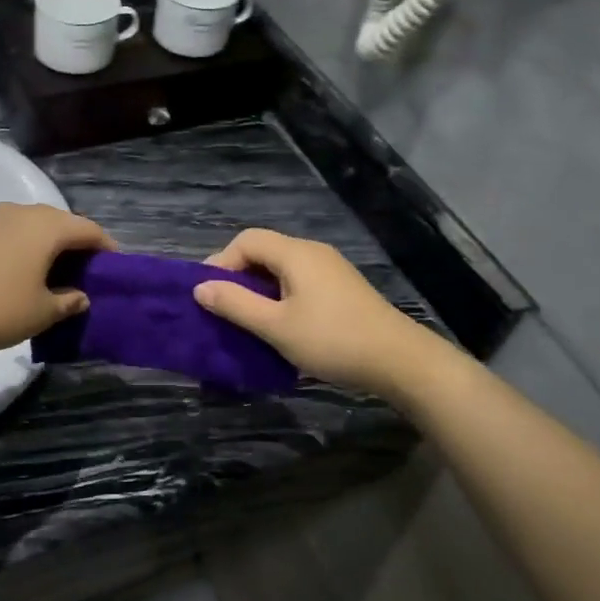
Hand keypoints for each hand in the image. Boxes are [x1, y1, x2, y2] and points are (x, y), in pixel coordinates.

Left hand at [0, 204, 114, 358]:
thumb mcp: (42, 313)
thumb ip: (69, 302)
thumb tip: (80, 296)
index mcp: (47, 227)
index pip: (88, 230)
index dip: (106, 248)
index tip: (115, 268)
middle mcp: (22, 212)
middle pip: (62, 222)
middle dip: (78, 244)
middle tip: (87, 273)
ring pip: (35, 225)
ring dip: (51, 244)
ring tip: (56, 273)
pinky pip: (12, 232)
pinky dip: (26, 246)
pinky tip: (24, 271)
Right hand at [194, 229, 430, 396]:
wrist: (399, 360)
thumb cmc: (332, 340)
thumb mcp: (276, 326)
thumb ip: (236, 305)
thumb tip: (201, 288)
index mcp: (296, 253)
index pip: (246, 240)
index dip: (221, 262)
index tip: (210, 295)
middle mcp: (313, 252)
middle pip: (264, 250)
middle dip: (238, 275)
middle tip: (224, 309)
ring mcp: (330, 268)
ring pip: (281, 267)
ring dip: (259, 288)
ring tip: (247, 319)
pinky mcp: (341, 287)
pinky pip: (298, 280)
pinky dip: (279, 295)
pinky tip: (280, 323)